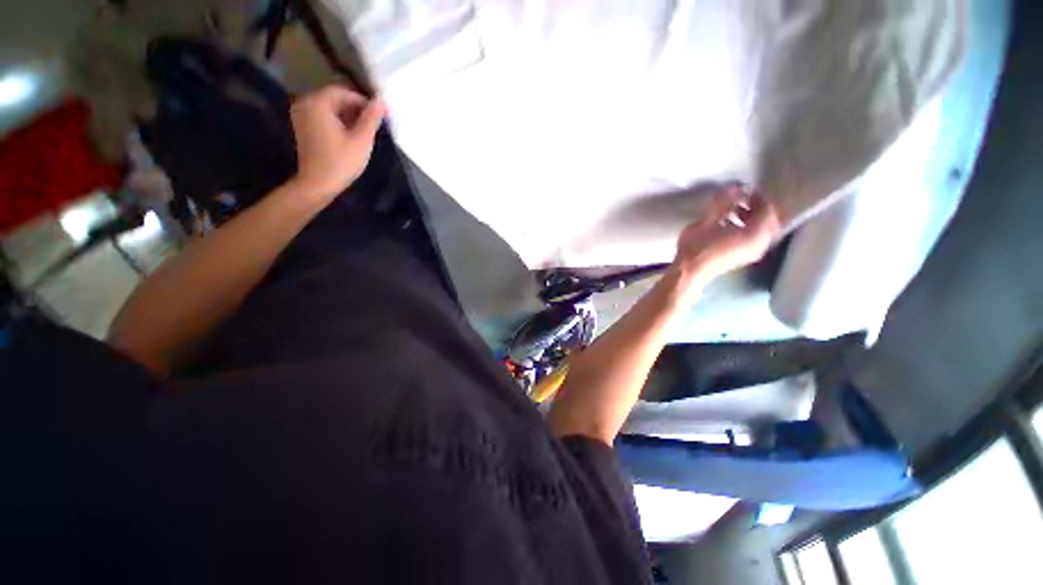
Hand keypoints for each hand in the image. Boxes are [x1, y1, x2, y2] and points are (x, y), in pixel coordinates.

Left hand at [289, 85, 384, 198]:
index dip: (364, 101)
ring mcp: (301, 114)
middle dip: (355, 107)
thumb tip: (380, 100)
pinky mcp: (302, 125)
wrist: (318, 183)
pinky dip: (337, 120)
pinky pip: (322, 115)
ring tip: (364, 129)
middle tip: (374, 122)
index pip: (344, 92)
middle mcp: (305, 102)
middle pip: (335, 97)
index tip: (380, 114)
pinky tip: (349, 133)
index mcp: (318, 102)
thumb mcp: (361, 140)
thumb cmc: (341, 162)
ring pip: (329, 106)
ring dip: (347, 114)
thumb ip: (371, 118)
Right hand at [674, 185, 780, 285]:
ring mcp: (752, 252)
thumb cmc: (697, 247)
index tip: (748, 190)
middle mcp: (759, 244)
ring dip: (753, 218)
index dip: (760, 198)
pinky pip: (756, 238)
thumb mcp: (706, 222)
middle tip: (744, 199)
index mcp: (753, 234)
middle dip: (759, 208)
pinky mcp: (744, 257)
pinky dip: (749, 228)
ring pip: (763, 231)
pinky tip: (730, 225)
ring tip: (735, 211)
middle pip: (770, 221)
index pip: (767, 211)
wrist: (689, 271)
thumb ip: (723, 204)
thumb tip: (736, 188)